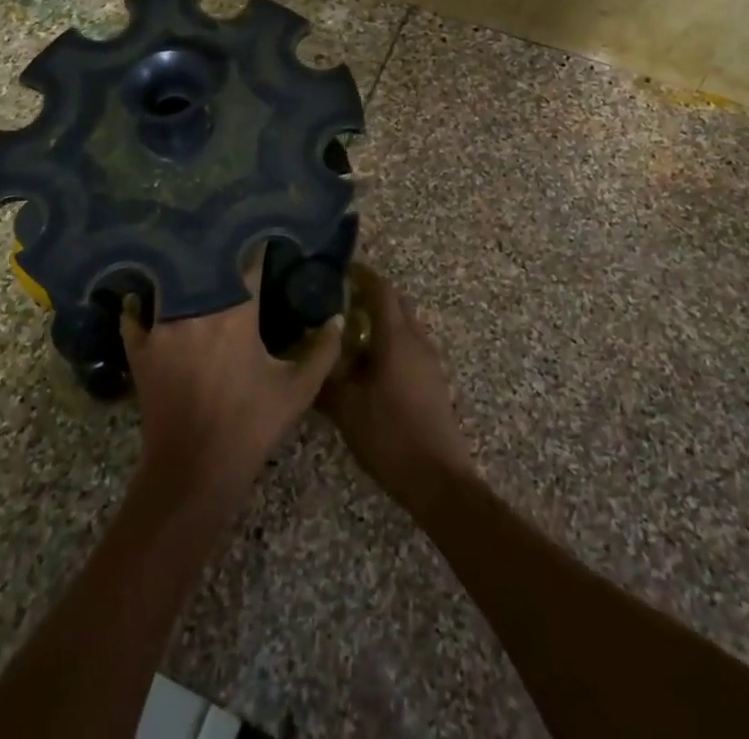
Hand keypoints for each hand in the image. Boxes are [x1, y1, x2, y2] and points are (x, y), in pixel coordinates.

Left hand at [121, 252, 340, 510]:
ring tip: (192, 256)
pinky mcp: (140, 349)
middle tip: (229, 237)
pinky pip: (135, 314)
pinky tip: (147, 296)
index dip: (259, 245)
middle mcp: (196, 308)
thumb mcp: (298, 390)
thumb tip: (337, 317)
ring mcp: (162, 327)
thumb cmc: (250, 426)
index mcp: (237, 312)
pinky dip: (140, 304)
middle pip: (205, 262)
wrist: (194, 472)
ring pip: (170, 280)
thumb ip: (323, 351)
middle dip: (219, 249)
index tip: (267, 233)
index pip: (249, 262)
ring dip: (182, 270)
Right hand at [317, 269, 475, 516]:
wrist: (438, 478)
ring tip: (352, 333)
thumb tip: (311, 358)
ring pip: (405, 325)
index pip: (381, 290)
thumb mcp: (346, 409)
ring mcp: (429, 360)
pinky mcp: (434, 380)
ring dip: (382, 320)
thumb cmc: (389, 435)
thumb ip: (326, 379)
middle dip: (373, 295)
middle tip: (342, 300)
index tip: (342, 270)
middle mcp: (416, 340)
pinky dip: (391, 341)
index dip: (362, 275)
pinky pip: (411, 346)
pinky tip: (371, 365)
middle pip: (397, 302)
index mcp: (396, 338)